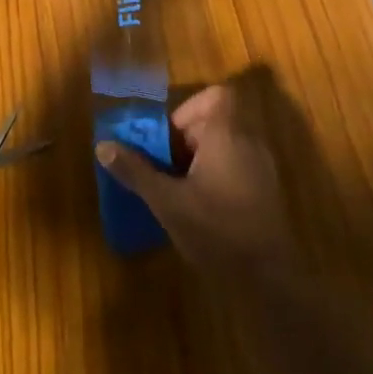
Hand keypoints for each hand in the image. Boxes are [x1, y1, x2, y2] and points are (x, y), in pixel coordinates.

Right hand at [95, 84, 297, 275]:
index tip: (169, 139)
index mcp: (226, 133)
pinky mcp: (267, 190)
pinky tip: (202, 209)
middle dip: (186, 140)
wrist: (269, 278)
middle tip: (165, 169)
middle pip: (215, 121)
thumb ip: (136, 171)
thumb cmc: (216, 229)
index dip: (189, 109)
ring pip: (226, 145)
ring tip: (178, 190)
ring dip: (200, 159)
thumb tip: (103, 146)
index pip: (215, 95)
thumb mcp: (168, 202)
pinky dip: (217, 175)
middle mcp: (248, 140)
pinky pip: (237, 166)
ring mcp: (262, 166)